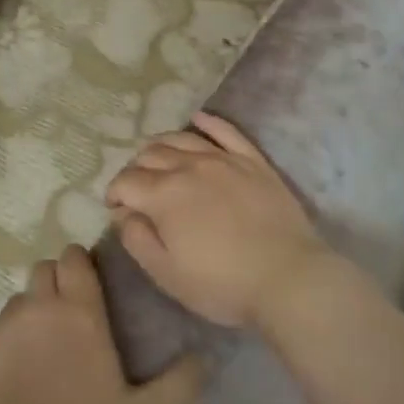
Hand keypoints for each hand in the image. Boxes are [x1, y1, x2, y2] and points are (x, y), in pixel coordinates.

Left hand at [0, 245, 205, 403]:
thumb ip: (177, 387)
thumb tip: (206, 358)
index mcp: (79, 313)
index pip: (75, 259)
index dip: (81, 264)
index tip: (90, 284)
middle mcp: (38, 308)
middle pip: (43, 269)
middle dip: (56, 281)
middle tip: (70, 317)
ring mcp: (2, 328)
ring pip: (18, 299)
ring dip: (31, 311)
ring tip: (41, 351)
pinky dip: (5, 345)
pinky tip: (12, 381)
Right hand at [105, 112, 334, 329]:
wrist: (288, 278)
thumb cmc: (223, 285)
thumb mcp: (167, 274)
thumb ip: (137, 240)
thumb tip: (122, 213)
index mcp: (164, 195)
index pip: (126, 182)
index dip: (114, 193)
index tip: (115, 208)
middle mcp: (189, 167)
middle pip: (150, 155)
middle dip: (135, 169)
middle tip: (137, 189)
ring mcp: (223, 159)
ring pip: (182, 138)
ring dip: (161, 145)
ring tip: (156, 157)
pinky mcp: (252, 160)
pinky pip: (226, 131)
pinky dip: (208, 121)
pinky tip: (197, 118)